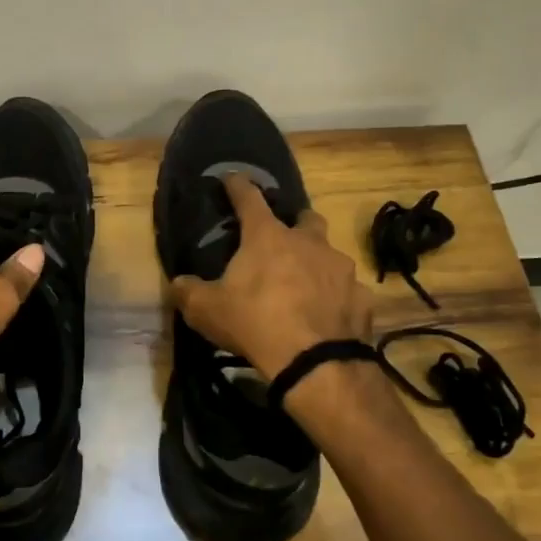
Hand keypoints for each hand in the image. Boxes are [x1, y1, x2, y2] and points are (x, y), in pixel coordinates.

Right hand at [171, 174, 373, 381]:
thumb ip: (189, 292)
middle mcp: (309, 242)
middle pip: (306, 218)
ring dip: (317, 264)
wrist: (315, 362)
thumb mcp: (207, 310)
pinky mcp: (361, 297)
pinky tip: (326, 315)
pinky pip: (346, 291)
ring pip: (330, 255)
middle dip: (296, 223)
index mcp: (268, 237)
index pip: (249, 199)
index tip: (232, 178)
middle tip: (283, 240)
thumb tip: (178, 283)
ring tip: (304, 287)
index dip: (238, 186)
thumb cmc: (255, 322)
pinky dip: (336, 298)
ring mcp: (340, 268)